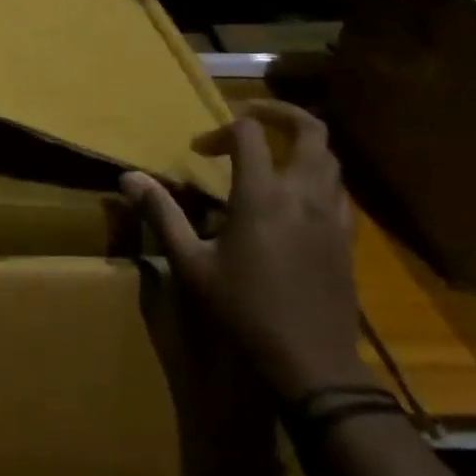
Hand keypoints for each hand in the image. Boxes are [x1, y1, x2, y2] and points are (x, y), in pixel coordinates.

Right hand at [121, 99, 368, 400]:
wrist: (311, 363)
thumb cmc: (244, 311)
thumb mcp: (191, 264)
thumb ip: (162, 214)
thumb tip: (128, 178)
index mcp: (263, 194)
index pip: (250, 133)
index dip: (222, 130)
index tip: (200, 150)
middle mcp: (303, 193)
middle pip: (310, 129)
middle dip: (280, 112)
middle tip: (250, 116)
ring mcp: (332, 215)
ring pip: (331, 157)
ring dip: (302, 143)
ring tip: (273, 152)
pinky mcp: (348, 238)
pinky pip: (340, 189)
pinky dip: (320, 175)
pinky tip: (299, 195)